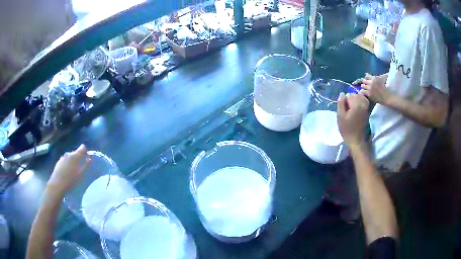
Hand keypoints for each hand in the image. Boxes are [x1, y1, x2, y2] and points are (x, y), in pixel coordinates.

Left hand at [47, 144, 89, 194]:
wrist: (57, 185)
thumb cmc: (70, 181)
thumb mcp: (80, 175)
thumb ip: (85, 166)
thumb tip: (90, 159)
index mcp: (75, 156)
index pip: (82, 148)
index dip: (85, 151)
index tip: (87, 157)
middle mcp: (68, 154)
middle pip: (75, 152)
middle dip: (79, 157)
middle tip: (81, 166)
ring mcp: (62, 157)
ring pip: (70, 156)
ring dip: (73, 161)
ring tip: (74, 170)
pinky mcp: (59, 162)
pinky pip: (65, 160)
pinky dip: (68, 164)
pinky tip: (68, 172)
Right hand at [337, 93, 369, 147]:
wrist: (357, 140)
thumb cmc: (347, 129)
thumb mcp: (340, 116)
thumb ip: (341, 103)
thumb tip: (342, 94)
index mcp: (356, 104)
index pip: (349, 95)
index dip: (345, 101)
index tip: (344, 109)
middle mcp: (362, 103)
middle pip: (355, 95)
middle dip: (350, 100)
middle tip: (348, 110)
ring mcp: (366, 107)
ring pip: (360, 97)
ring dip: (355, 101)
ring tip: (352, 109)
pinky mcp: (368, 111)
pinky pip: (364, 102)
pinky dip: (360, 103)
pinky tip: (357, 109)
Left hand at [358, 73, 391, 104]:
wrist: (388, 97)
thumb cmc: (386, 89)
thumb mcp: (383, 79)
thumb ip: (378, 76)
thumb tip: (375, 73)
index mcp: (374, 78)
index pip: (366, 76)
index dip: (367, 79)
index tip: (368, 82)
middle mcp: (371, 82)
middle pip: (363, 80)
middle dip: (365, 83)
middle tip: (367, 87)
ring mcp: (370, 88)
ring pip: (362, 86)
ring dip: (364, 88)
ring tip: (366, 90)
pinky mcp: (369, 93)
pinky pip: (362, 91)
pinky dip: (363, 92)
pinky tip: (365, 94)